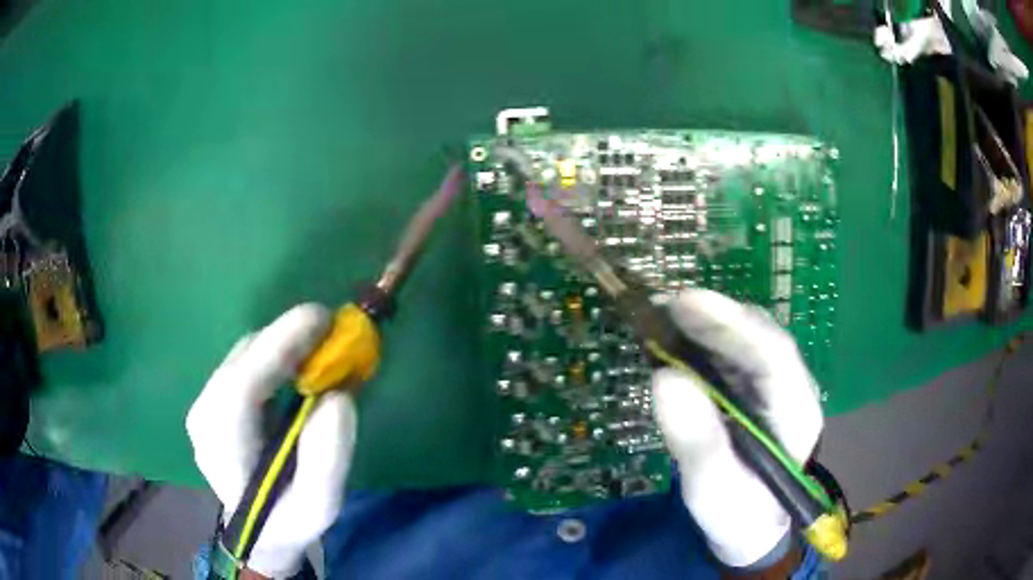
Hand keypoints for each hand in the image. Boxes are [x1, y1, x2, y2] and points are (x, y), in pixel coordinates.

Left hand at [187, 304, 356, 578]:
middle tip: (331, 331)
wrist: (260, 530)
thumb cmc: (290, 521)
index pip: (240, 386)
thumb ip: (328, 458)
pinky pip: (243, 360)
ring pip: (242, 355)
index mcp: (222, 450)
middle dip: (286, 338)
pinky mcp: (212, 398)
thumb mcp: (319, 505)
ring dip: (281, 343)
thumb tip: (339, 397)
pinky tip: (297, 364)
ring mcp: (203, 405)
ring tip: (319, 348)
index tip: (322, 320)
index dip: (278, 346)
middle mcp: (203, 418)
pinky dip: (273, 352)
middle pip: (241, 360)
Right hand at [652, 290, 822, 567]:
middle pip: (761, 338)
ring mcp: (774, 389)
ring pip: (746, 342)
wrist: (751, 529)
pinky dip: (703, 343)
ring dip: (708, 324)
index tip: (685, 302)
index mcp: (797, 414)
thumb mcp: (714, 492)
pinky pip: (732, 356)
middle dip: (715, 317)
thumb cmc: (738, 517)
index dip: (731, 324)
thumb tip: (665, 378)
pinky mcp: (754, 393)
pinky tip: (676, 341)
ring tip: (662, 317)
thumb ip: (698, 443)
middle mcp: (792, 390)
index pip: (773, 356)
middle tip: (662, 305)